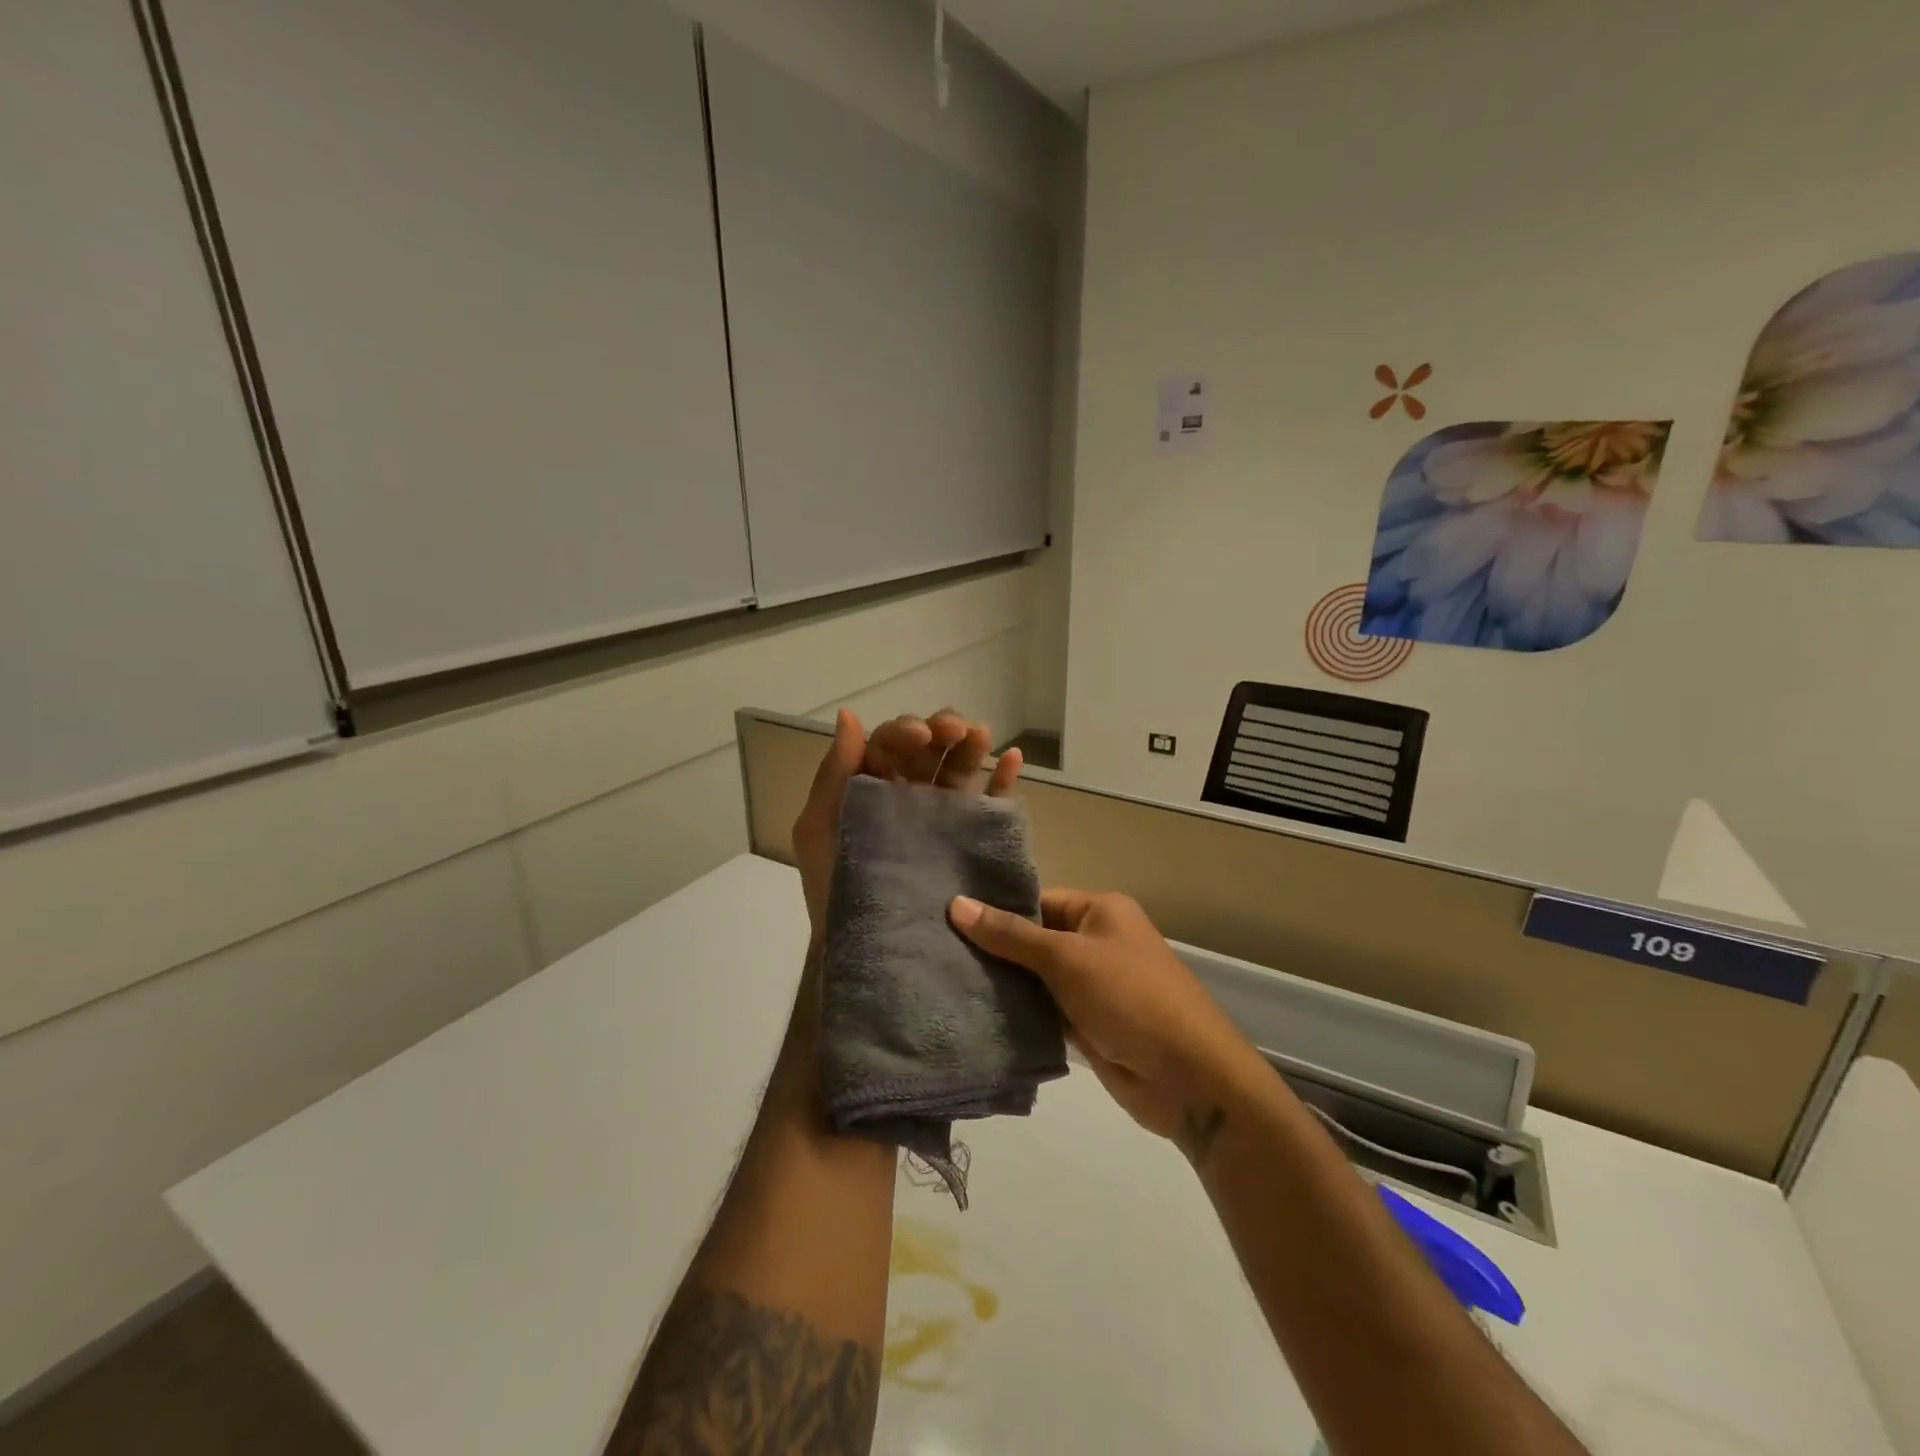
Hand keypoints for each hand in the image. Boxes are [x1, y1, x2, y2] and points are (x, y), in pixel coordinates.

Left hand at [792, 708, 1021, 939]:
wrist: (870, 950)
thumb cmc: (835, 889)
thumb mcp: (819, 829)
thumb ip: (834, 773)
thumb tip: (849, 715)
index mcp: (872, 787)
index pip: (891, 745)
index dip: (905, 731)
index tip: (920, 735)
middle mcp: (909, 796)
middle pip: (930, 750)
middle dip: (942, 729)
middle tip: (955, 730)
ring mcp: (943, 817)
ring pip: (960, 769)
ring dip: (971, 745)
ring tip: (982, 736)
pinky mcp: (971, 839)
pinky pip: (991, 803)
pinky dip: (1003, 778)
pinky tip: (1012, 758)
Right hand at [948, 891, 1267, 1154]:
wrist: (1187, 1077)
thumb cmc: (1129, 997)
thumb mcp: (1067, 958)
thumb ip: (1010, 935)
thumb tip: (956, 904)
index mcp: (1100, 911)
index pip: (1038, 901)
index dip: (996, 909)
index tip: (945, 916)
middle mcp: (1096, 942)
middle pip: (1034, 939)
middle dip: (993, 948)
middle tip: (934, 949)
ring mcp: (1091, 986)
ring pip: (1036, 977)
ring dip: (1002, 983)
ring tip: (942, 979)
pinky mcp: (1086, 1025)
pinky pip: (1043, 1011)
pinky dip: (1017, 1013)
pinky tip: (973, 1012)